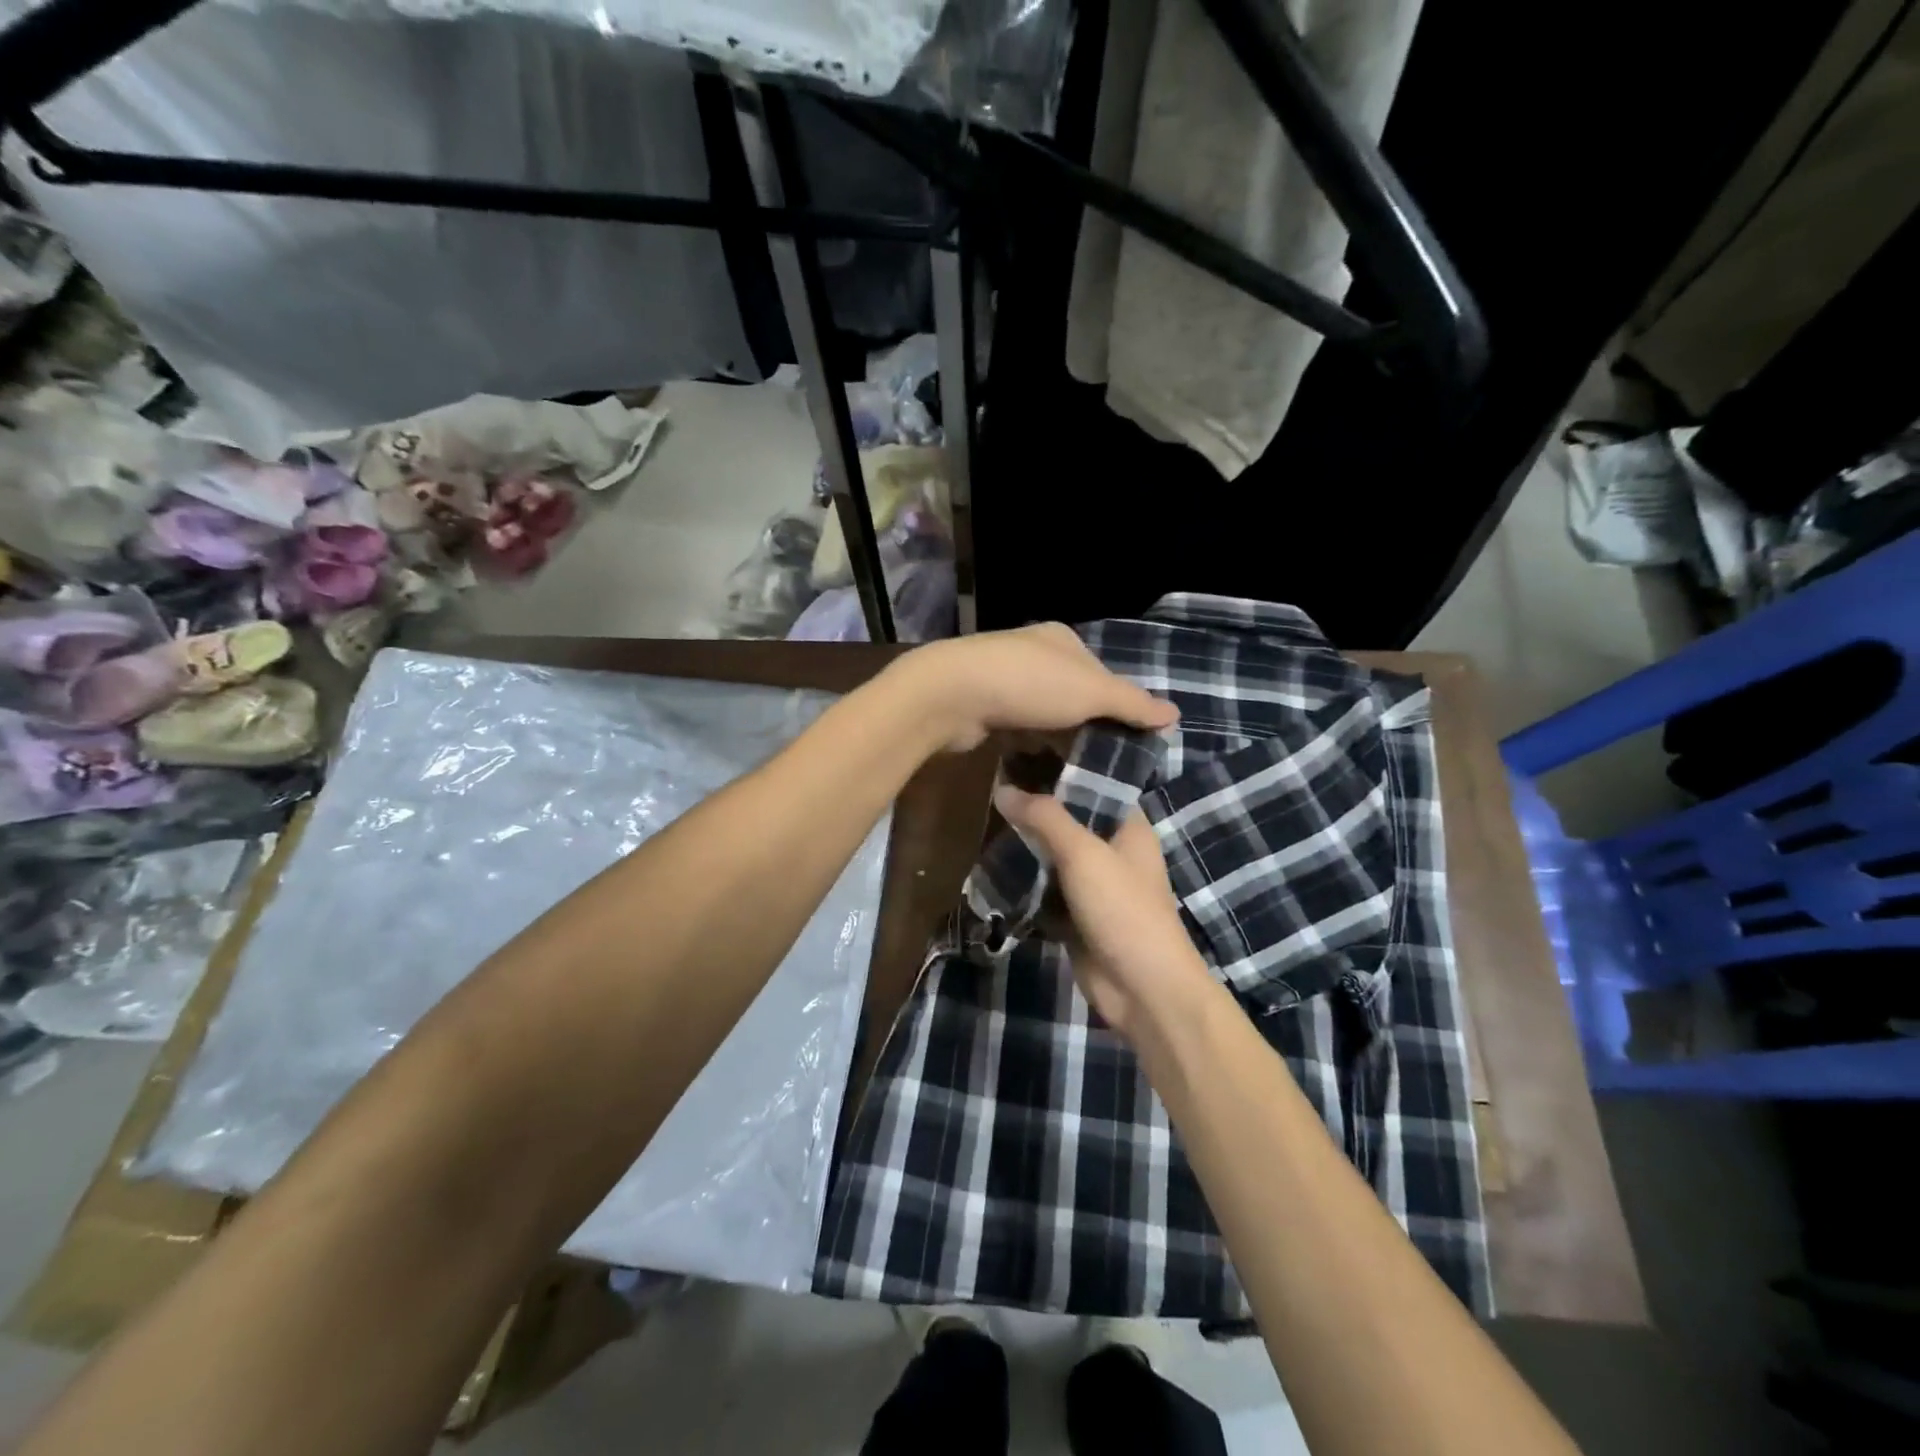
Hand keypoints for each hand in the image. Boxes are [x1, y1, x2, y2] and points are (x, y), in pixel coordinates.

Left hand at [893, 623, 1177, 752]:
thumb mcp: (1091, 692)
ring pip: (1046, 715)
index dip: (1120, 705)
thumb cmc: (1029, 685)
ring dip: (1060, 740)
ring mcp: (1005, 681)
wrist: (952, 695)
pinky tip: (1043, 768)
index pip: (1103, 674)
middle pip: (1074, 695)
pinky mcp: (984, 708)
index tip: (1133, 741)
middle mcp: (1033, 655)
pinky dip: (1032, 746)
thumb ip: (1131, 703)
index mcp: (1061, 640)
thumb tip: (1175, 713)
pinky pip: (1019, 730)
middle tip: (1109, 763)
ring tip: (1082, 772)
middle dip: (1089, 726)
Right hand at [992, 791, 1215, 1038]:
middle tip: (991, 790)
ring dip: (1026, 847)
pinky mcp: (1077, 916)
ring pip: (1054, 856)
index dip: (1060, 770)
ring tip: (986, 823)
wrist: (1142, 988)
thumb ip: (1044, 818)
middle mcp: (1113, 851)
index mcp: (1128, 826)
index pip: (1094, 785)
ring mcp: (1096, 886)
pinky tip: (994, 867)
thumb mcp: (1083, 854)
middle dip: (1035, 811)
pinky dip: (1026, 882)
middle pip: (1069, 821)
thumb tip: (1002, 788)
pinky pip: (1046, 890)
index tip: (1020, 756)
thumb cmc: (1122, 909)